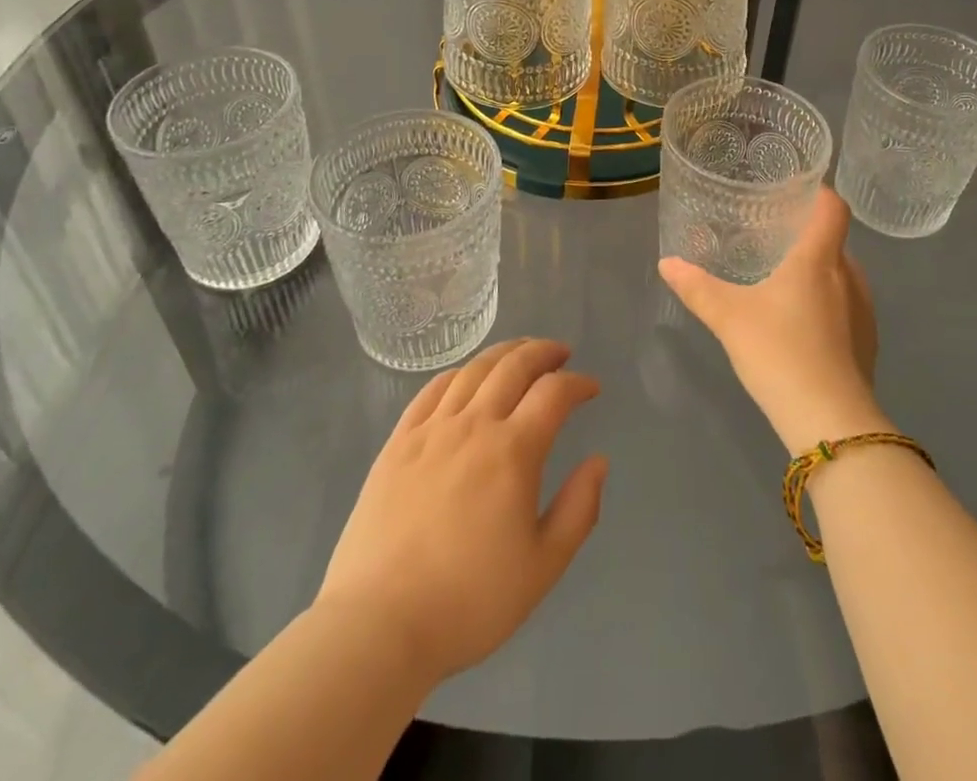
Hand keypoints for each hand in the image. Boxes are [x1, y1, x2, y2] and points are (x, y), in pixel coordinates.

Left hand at [317, 339, 608, 683]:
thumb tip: (598, 461)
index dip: (578, 383)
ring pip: (474, 370)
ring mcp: (431, 430)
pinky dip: (459, 373)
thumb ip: (579, 509)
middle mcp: (474, 425)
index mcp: (513, 451)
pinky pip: (432, 389)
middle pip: (514, 366)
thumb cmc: (469, 602)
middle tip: (561, 353)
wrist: (378, 625)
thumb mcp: (542, 567)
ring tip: (521, 354)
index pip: (554, 393)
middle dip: (543, 352)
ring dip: (505, 353)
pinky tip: (467, 377)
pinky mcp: (398, 442)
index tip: (591, 388)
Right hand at [659, 188, 886, 453]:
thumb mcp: (729, 318)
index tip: (795, 191)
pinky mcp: (868, 344)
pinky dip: (828, 305)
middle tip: (772, 238)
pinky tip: (801, 326)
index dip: (819, 192)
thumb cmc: (780, 352)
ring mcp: (864, 312)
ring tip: (784, 281)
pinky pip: (848, 308)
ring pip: (842, 276)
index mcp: (819, 259)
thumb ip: (697, 288)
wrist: (831, 423)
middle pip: (834, 241)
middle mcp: (850, 277)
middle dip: (807, 236)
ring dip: (818, 273)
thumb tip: (667, 263)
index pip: (833, 207)